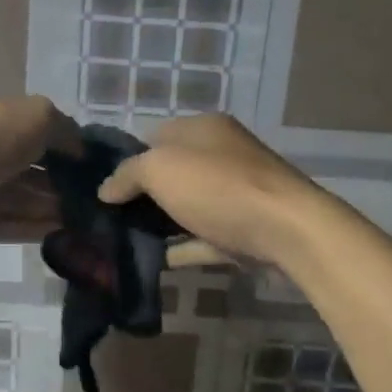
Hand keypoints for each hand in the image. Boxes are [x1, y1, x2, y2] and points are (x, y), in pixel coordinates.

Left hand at [0, 94, 81, 243]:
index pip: (28, 128)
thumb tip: (80, 149)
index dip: (58, 145)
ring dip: (45, 208)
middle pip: (22, 167)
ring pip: (13, 198)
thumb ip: (64, 130)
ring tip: (79, 220)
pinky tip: (57, 233)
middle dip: (54, 182)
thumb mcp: (38, 116)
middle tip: (87, 198)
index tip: (86, 164)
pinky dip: (27, 228)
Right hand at [96, 114, 320, 266]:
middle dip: (143, 194)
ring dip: (161, 223)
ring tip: (123, 241)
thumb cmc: (219, 187)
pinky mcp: (244, 230)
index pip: (156, 135)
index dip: (128, 158)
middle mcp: (223, 155)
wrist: (287, 231)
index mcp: (204, 129)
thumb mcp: (161, 168)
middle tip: (108, 217)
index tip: (104, 186)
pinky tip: (155, 261)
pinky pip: (204, 238)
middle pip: (173, 172)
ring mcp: (236, 194)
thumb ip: (128, 174)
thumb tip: (106, 189)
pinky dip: (183, 248)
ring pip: (188, 206)